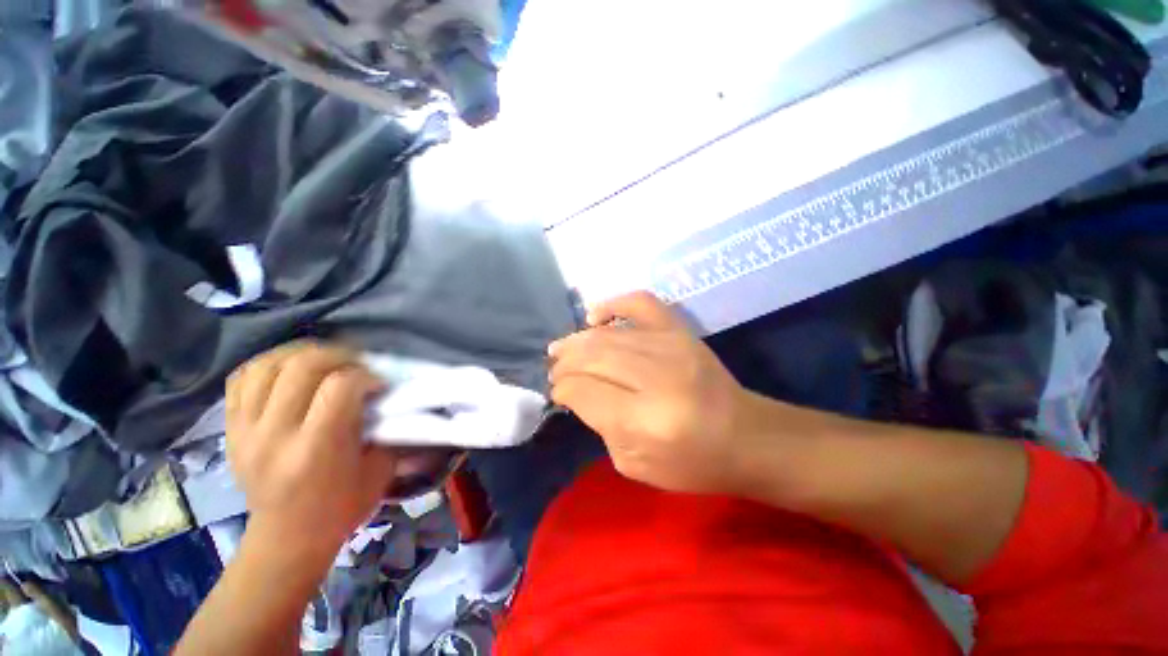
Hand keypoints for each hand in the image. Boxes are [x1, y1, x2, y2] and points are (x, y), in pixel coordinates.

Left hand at [225, 342, 396, 558]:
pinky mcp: (231, 430)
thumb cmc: (341, 507)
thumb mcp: (379, 470)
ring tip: (325, 360)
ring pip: (268, 365)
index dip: (365, 375)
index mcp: (316, 449)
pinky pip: (242, 378)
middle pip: (301, 366)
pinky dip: (268, 364)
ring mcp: (245, 431)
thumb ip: (383, 427)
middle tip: (356, 363)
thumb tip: (385, 395)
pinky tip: (289, 369)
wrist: (286, 539)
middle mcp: (274, 435)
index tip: (378, 383)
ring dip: (302, 353)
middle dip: (337, 355)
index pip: (339, 386)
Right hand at [548, 292, 756, 494]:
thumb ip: (599, 424)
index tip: (557, 393)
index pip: (584, 391)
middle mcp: (656, 376)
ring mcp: (671, 346)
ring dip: (577, 341)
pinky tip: (594, 317)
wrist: (747, 437)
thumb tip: (575, 391)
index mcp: (645, 420)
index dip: (563, 390)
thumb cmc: (692, 462)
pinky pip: (640, 303)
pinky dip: (613, 304)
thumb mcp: (633, 464)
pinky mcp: (681, 331)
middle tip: (554, 371)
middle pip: (592, 357)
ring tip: (561, 349)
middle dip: (565, 364)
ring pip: (607, 335)